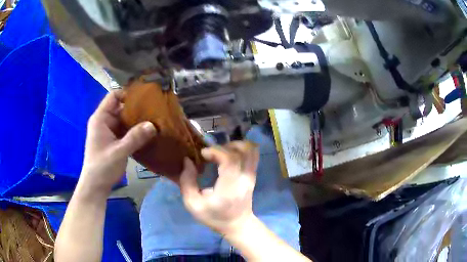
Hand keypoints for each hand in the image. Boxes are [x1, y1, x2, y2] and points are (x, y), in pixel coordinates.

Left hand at [80, 91, 156, 192]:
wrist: (96, 186)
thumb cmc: (102, 167)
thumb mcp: (119, 152)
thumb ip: (135, 138)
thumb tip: (153, 125)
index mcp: (101, 118)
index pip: (113, 96)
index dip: (127, 94)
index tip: (144, 98)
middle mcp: (104, 122)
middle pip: (121, 108)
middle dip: (136, 108)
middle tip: (154, 110)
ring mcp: (109, 132)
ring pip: (124, 120)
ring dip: (137, 121)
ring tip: (154, 120)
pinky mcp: (114, 141)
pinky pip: (126, 131)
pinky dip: (135, 131)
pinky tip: (147, 133)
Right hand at [180, 141, 259, 235]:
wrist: (237, 225)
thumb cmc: (214, 217)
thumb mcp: (193, 205)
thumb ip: (187, 182)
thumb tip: (188, 160)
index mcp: (229, 187)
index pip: (230, 160)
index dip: (216, 151)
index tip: (203, 154)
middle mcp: (244, 178)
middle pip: (241, 151)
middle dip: (222, 147)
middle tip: (211, 154)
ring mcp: (251, 175)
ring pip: (250, 149)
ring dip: (234, 145)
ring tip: (221, 153)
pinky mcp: (253, 174)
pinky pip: (253, 154)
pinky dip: (242, 148)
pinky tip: (230, 154)